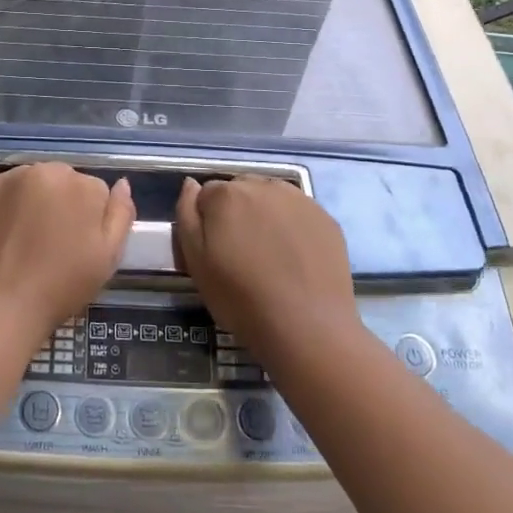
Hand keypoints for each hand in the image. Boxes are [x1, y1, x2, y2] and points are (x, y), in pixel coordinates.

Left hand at [0, 162, 134, 350]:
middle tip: (53, 246)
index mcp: (80, 184)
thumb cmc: (59, 286)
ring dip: (35, 202)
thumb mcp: (107, 257)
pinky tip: (4, 237)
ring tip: (26, 242)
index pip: (96, 192)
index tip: (79, 247)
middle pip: (63, 182)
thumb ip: (121, 215)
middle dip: (63, 205)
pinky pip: (4, 193)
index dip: (90, 221)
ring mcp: (8, 179)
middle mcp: (44, 170)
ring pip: (33, 185)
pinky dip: (7, 208)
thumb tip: (122, 185)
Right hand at [174, 176, 361, 366]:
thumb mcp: (196, 262)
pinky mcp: (325, 217)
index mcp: (226, 195)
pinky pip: (298, 212)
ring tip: (270, 254)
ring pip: (270, 197)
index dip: (208, 221)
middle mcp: (263, 186)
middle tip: (241, 252)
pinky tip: (295, 256)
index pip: (207, 194)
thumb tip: (190, 185)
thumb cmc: (241, 298)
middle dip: (236, 212)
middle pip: (240, 190)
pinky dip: (292, 225)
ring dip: (264, 215)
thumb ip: (186, 215)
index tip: (215, 249)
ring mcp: (299, 199)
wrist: (307, 328)